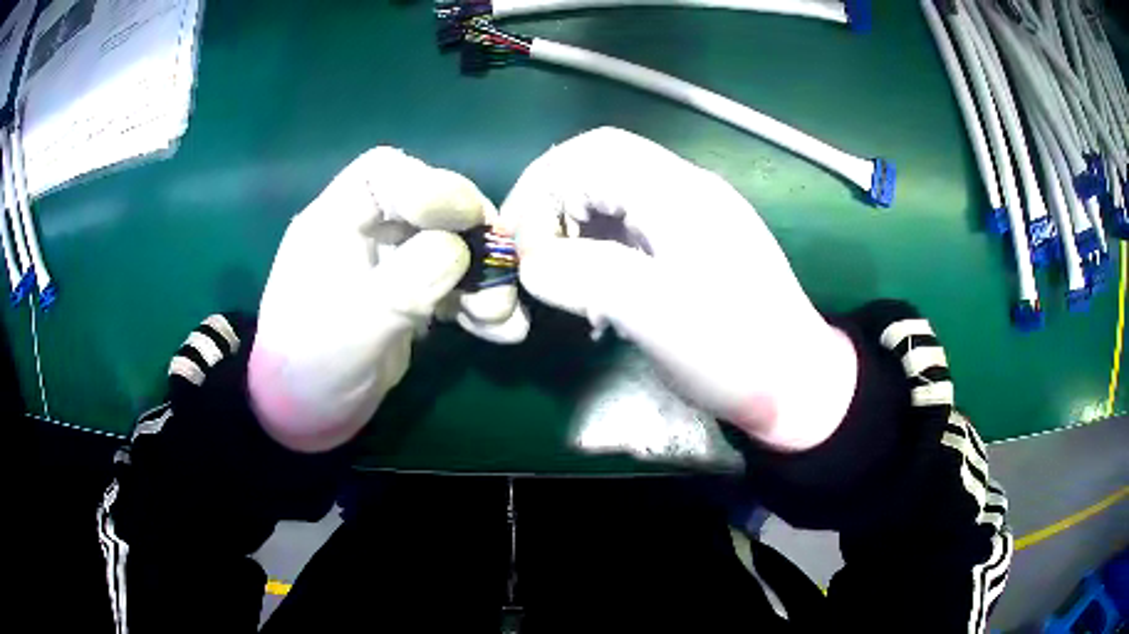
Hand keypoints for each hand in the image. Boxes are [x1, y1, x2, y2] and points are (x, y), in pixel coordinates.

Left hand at [249, 147, 522, 451]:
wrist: (306, 415)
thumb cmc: (311, 370)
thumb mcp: (352, 330)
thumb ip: (402, 286)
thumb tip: (457, 250)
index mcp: (335, 223)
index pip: (383, 173)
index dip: (429, 185)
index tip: (467, 221)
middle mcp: (365, 233)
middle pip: (430, 206)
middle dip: (473, 237)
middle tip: (503, 272)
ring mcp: (390, 265)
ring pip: (450, 246)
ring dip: (484, 276)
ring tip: (503, 317)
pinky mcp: (408, 295)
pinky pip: (452, 284)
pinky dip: (479, 303)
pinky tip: (503, 330)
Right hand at [501, 128, 857, 450]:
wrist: (797, 385)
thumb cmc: (736, 351)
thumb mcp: (657, 314)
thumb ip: (585, 276)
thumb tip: (531, 262)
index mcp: (679, 193)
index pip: (591, 152)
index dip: (540, 185)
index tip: (517, 240)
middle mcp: (685, 191)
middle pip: (598, 169)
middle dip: (553, 209)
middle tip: (534, 260)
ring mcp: (691, 217)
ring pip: (611, 199)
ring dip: (574, 232)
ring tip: (563, 282)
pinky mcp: (693, 245)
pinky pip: (629, 229)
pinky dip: (598, 252)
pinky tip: (597, 293)